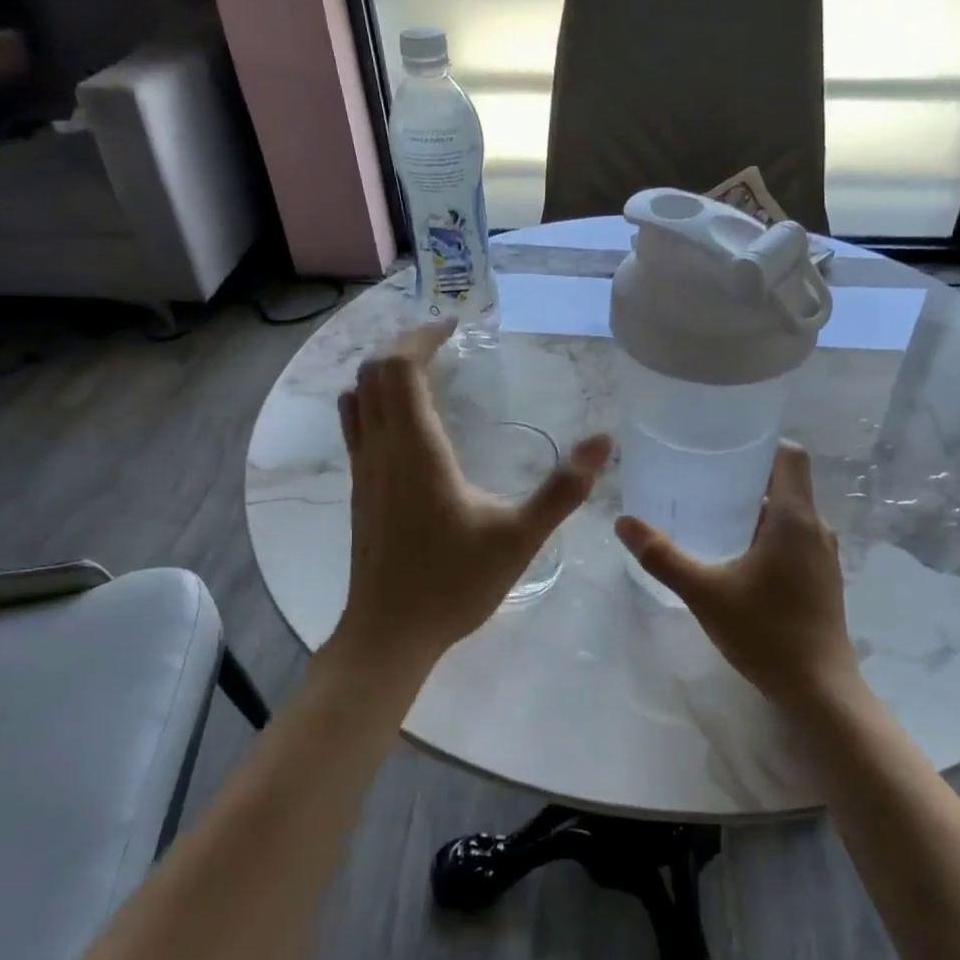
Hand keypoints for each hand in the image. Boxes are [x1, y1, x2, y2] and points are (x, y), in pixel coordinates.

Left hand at [335, 320, 610, 667]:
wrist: (389, 634)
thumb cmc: (453, 584)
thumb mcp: (519, 538)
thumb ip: (562, 489)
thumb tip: (602, 441)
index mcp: (416, 450)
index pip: (399, 367)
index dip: (421, 336)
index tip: (454, 326)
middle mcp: (381, 450)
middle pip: (373, 373)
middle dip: (403, 345)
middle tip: (442, 340)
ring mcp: (363, 471)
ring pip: (358, 398)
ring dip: (384, 371)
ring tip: (422, 367)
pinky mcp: (359, 491)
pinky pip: (357, 426)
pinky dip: (375, 400)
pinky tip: (406, 420)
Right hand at [615, 444, 862, 710]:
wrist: (819, 689)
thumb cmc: (765, 632)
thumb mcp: (704, 592)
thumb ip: (662, 556)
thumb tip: (623, 522)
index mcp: (795, 518)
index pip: (789, 455)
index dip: (760, 443)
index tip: (723, 447)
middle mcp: (816, 528)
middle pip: (785, 483)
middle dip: (746, 478)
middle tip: (702, 480)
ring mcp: (823, 555)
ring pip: (789, 514)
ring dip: (755, 509)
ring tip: (712, 515)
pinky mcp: (822, 578)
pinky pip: (794, 538)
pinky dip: (767, 535)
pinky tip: (735, 556)